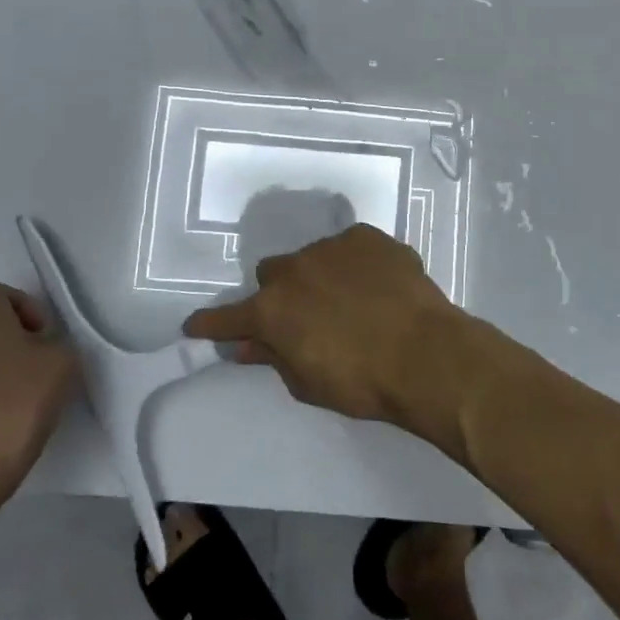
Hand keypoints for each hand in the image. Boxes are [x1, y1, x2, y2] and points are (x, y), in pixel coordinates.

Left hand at [0, 282, 78, 509]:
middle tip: (42, 373)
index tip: (41, 332)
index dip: (20, 303)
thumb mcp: (62, 365)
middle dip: (17, 347)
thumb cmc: (18, 406)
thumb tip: (44, 349)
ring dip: (2, 377)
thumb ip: (57, 346)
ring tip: (27, 406)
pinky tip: (8, 429)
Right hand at [183, 224, 481, 436]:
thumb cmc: (361, 381)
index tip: (195, 326)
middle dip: (282, 295)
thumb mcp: (308, 382)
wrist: (424, 354)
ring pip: (312, 257)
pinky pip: (350, 247)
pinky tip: (377, 285)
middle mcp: (293, 270)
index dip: (211, 324)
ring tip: (352, 301)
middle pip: (272, 275)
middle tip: (306, 317)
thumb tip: (247, 346)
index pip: (228, 318)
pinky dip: (355, 264)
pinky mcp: (366, 236)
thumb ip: (273, 358)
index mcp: (272, 310)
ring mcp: (331, 247)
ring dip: (320, 276)